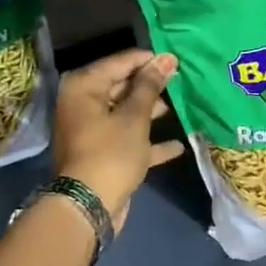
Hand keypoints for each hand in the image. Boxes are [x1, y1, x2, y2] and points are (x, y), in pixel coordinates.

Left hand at [51, 49, 184, 228]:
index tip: (176, 61)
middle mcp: (83, 104)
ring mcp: (92, 130)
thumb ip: (150, 86)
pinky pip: (129, 139)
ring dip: (152, 112)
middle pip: (122, 86)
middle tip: (181, 81)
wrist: (89, 207)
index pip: (120, 62)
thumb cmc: (111, 152)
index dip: (149, 60)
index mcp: (84, 87)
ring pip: (126, 113)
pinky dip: (149, 141)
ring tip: (182, 107)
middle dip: (151, 86)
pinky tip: (177, 145)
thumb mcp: (135, 116)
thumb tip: (165, 58)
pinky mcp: (103, 153)